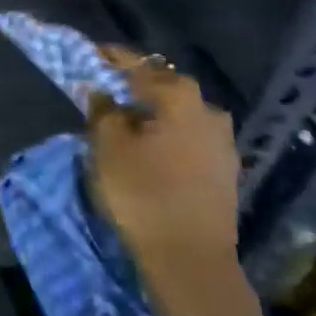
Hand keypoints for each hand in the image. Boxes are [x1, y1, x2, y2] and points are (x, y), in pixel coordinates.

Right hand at [87, 46, 239, 289]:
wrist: (191, 261)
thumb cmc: (142, 193)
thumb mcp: (107, 146)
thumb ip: (102, 109)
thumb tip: (103, 91)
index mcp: (180, 97)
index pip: (138, 64)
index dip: (111, 58)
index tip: (89, 55)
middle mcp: (209, 111)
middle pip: (165, 86)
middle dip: (134, 85)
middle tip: (105, 89)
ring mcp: (223, 142)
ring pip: (180, 113)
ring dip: (153, 111)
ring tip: (126, 120)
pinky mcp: (226, 171)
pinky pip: (190, 137)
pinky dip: (168, 133)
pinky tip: (151, 146)